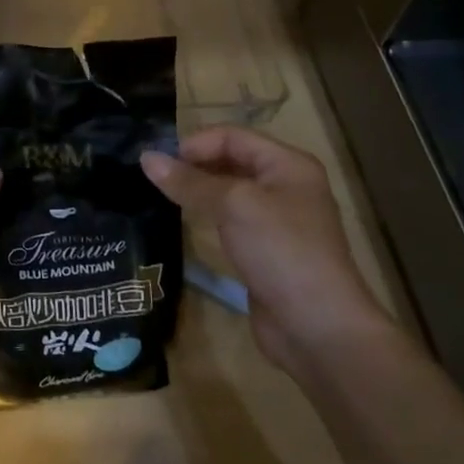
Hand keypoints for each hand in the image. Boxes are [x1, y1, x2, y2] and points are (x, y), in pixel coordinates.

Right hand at [142, 126, 394, 372]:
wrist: (318, 327)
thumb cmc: (280, 250)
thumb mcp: (232, 205)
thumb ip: (189, 181)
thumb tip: (145, 158)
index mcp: (288, 164)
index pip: (232, 136)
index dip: (196, 143)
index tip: (161, 163)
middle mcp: (286, 186)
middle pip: (232, 160)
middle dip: (195, 165)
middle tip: (157, 179)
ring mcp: (278, 220)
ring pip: (229, 192)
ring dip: (199, 191)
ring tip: (164, 197)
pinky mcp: (267, 250)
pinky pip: (232, 220)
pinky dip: (209, 216)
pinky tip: (187, 223)